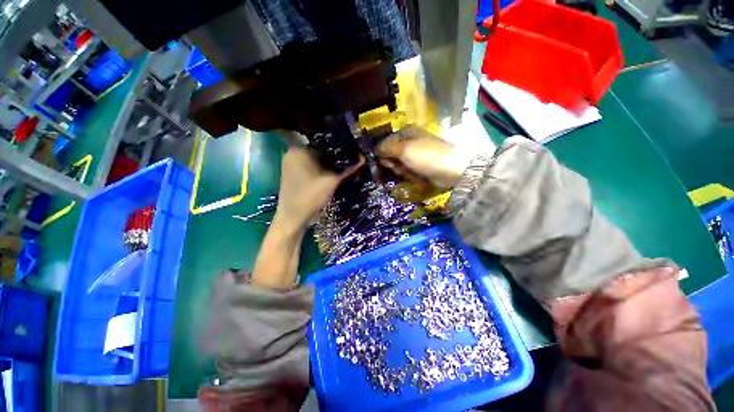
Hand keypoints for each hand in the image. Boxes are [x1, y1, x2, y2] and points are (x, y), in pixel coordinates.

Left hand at [275, 147, 361, 227]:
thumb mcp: (331, 182)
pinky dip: (322, 170)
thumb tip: (362, 158)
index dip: (339, 147)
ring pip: (316, 160)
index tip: (352, 150)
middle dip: (335, 157)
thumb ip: (347, 169)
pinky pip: (311, 167)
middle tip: (351, 158)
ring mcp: (292, 164)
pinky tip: (333, 173)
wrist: (293, 219)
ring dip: (329, 164)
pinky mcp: (294, 174)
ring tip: (345, 165)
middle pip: (320, 151)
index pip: (323, 142)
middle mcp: (293, 153)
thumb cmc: (310, 197)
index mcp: (299, 150)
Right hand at [377, 126, 471, 189]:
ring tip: (411, 173)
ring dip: (402, 171)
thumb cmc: (425, 155)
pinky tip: (416, 177)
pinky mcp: (421, 165)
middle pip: (391, 154)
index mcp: (406, 132)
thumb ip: (386, 148)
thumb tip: (374, 150)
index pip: (385, 142)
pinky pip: (408, 171)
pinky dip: (410, 175)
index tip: (384, 162)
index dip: (382, 153)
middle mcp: (410, 141)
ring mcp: (416, 154)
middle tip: (399, 167)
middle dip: (394, 164)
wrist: (451, 169)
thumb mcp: (403, 149)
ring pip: (399, 164)